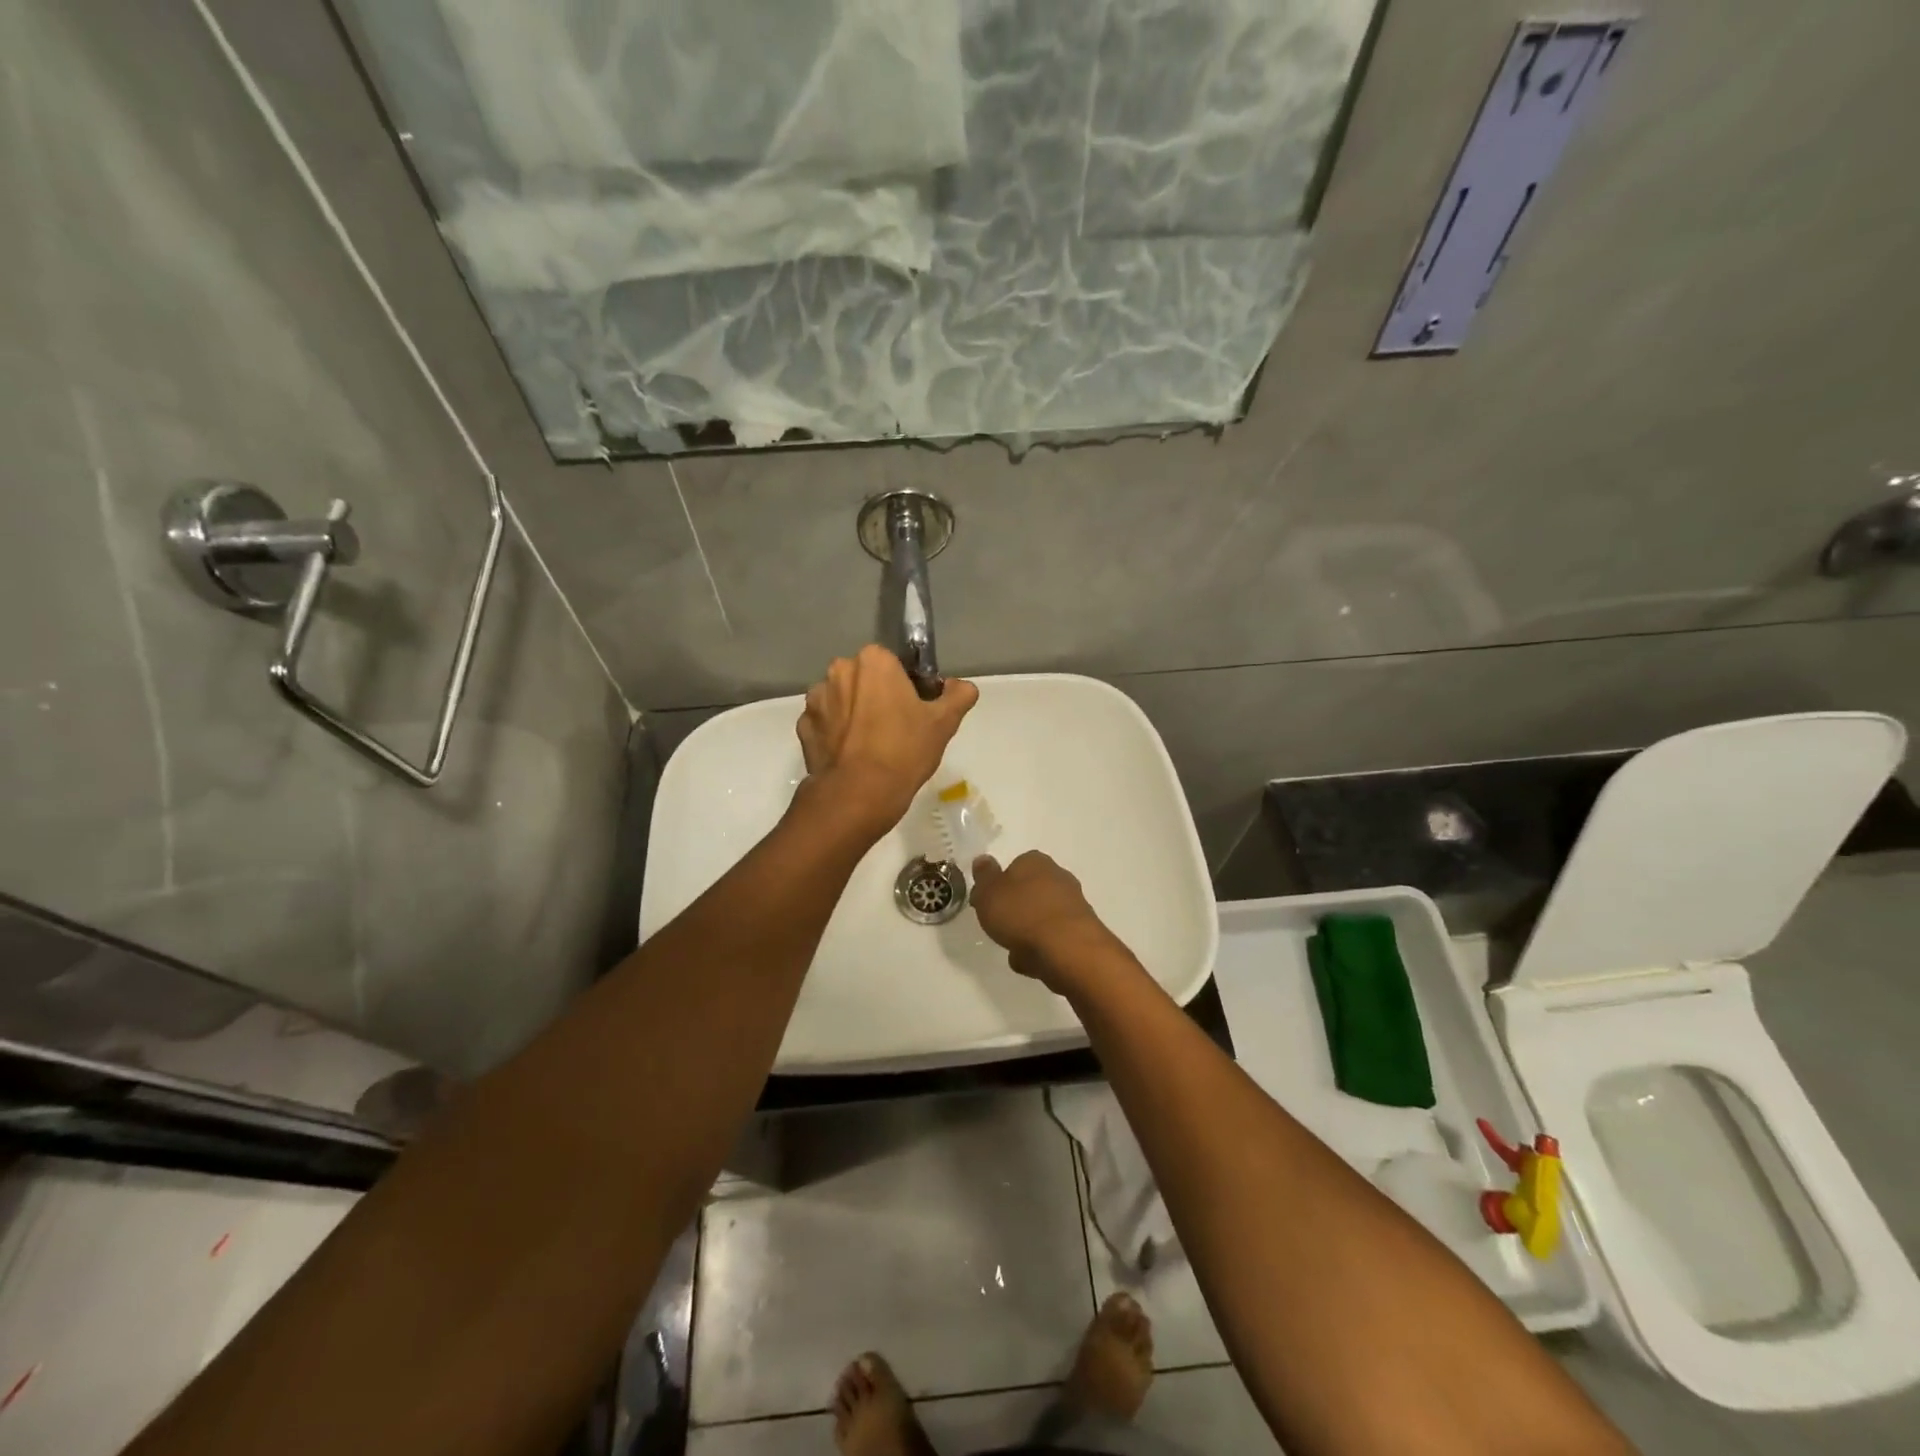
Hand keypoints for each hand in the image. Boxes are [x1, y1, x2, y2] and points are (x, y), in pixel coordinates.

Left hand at [796, 645, 978, 833]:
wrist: (859, 794)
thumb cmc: (904, 750)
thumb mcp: (944, 723)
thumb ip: (958, 696)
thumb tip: (962, 686)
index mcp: (873, 661)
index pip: (893, 664)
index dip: (906, 686)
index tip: (915, 710)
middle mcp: (839, 671)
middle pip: (865, 679)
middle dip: (877, 696)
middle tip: (896, 729)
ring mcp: (816, 700)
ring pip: (842, 700)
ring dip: (853, 714)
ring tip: (871, 746)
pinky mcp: (803, 728)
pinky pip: (825, 724)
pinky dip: (835, 735)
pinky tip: (851, 756)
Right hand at [970, 851, 1121, 992]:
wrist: (1068, 950)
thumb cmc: (1022, 915)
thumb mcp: (989, 894)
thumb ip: (984, 878)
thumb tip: (983, 860)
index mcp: (1035, 861)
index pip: (1014, 867)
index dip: (999, 887)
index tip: (988, 905)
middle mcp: (1059, 876)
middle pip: (1030, 892)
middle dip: (1016, 910)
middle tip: (1000, 927)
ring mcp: (1074, 905)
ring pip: (1042, 917)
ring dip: (1029, 932)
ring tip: (1015, 950)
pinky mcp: (1082, 932)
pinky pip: (1053, 939)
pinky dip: (1042, 949)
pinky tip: (1033, 961)